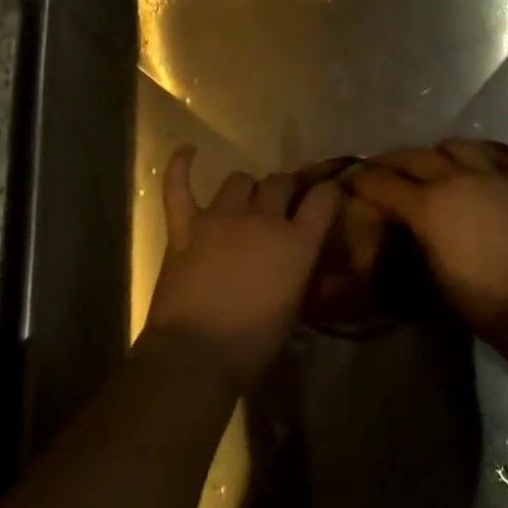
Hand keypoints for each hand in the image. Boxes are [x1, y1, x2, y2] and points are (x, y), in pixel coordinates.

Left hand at [144, 148, 339, 388]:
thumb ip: (299, 272)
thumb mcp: (293, 308)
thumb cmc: (253, 345)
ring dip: (246, 188)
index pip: (324, 198)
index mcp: (297, 242)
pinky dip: (181, 166)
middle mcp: (263, 219)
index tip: (328, 195)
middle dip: (284, 189)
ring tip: (244, 201)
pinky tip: (188, 151)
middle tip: (281, 204)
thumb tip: (297, 260)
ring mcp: (221, 218)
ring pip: (239, 180)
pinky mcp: (185, 226)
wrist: (196, 356)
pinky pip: (179, 187)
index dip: (328, 192)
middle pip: (280, 182)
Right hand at [350, 139, 507, 341]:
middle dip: (392, 161)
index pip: (383, 182)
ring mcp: (489, 174)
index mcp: (427, 204)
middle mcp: (453, 178)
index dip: (364, 180)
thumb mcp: (430, 269)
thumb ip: (412, 233)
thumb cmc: (477, 298)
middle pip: (413, 156)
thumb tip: (402, 219)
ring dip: (436, 153)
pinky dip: (479, 156)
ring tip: (433, 163)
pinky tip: (475, 166)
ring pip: (454, 146)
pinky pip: (494, 154)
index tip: (354, 180)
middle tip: (384, 170)